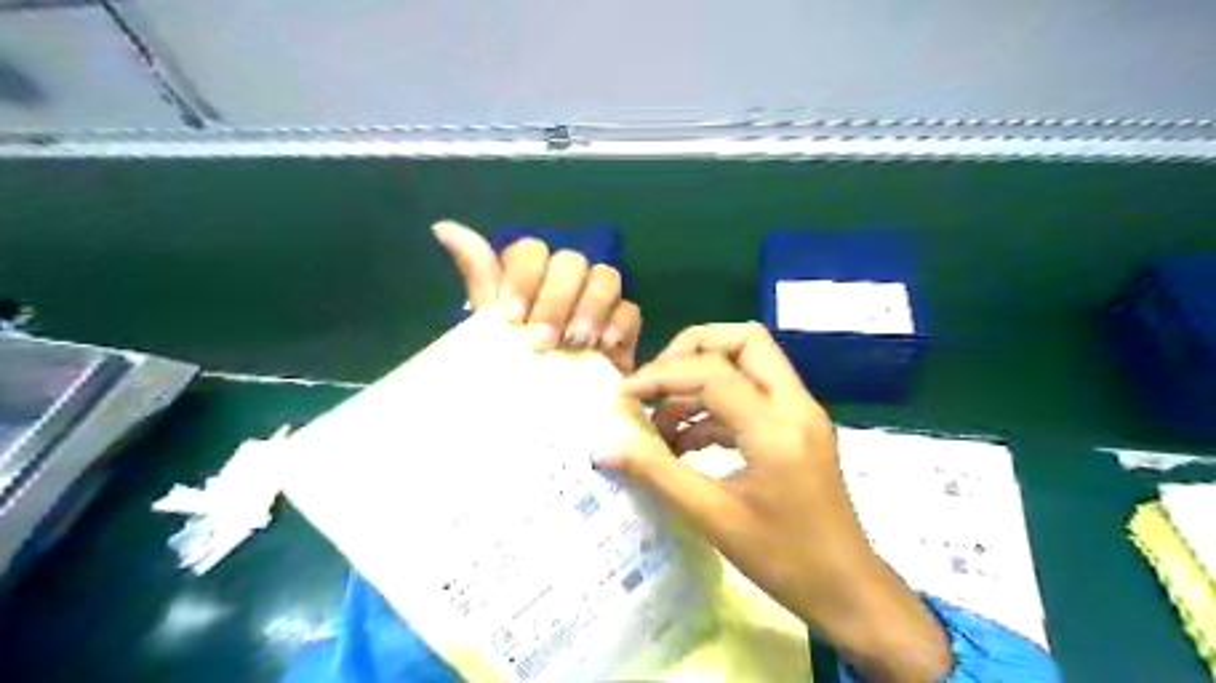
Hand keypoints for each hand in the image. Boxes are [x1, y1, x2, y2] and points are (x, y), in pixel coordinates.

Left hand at [433, 223, 639, 372]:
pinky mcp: (623, 326)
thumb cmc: (514, 363)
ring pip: (605, 277)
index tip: (512, 316)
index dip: (523, 277)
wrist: (548, 410)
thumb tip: (442, 227)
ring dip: (589, 307)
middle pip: (571, 261)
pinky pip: (630, 309)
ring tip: (575, 343)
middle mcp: (565, 281)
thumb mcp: (490, 322)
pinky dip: (618, 323)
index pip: (531, 251)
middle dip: (556, 299)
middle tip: (542, 341)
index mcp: (531, 277)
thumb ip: (480, 276)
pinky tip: (604, 346)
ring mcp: (597, 301)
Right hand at [608, 323, 947, 679]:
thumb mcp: (712, 518)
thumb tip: (605, 448)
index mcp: (776, 427)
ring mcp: (800, 412)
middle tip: (656, 382)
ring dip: (702, 381)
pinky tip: (685, 441)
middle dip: (692, 351)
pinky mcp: (797, 426)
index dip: (662, 375)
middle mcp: (795, 405)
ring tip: (662, 423)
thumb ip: (657, 474)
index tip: (626, 395)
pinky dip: (716, 405)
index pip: (713, 372)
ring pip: (749, 362)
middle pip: (744, 340)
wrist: (847, 590)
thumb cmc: (784, 560)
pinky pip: (752, 394)